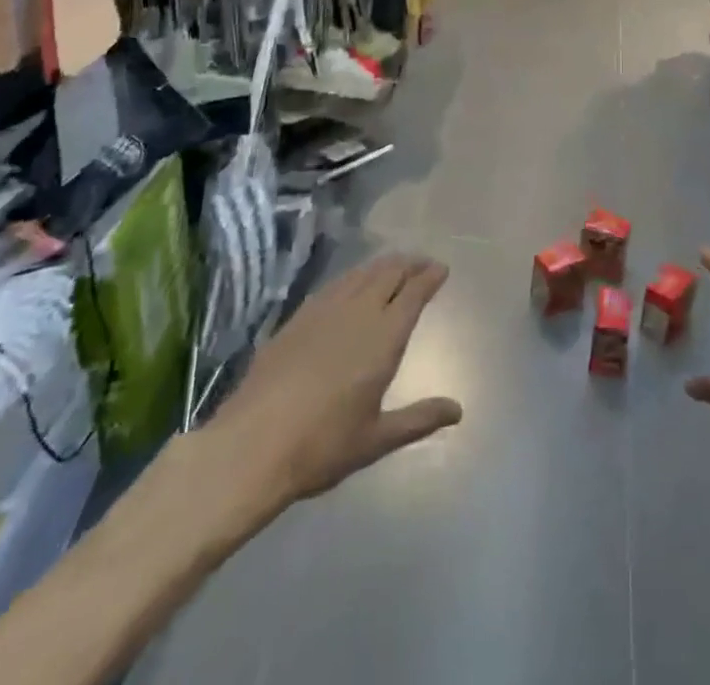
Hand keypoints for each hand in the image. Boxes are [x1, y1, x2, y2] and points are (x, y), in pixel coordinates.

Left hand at [198, 254, 462, 516]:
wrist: (251, 445)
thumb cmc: (321, 446)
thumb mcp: (377, 439)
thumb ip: (419, 420)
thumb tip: (458, 410)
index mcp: (384, 338)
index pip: (413, 293)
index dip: (429, 277)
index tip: (441, 268)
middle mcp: (358, 313)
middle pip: (389, 274)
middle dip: (409, 265)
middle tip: (422, 263)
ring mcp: (325, 311)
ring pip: (361, 274)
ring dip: (383, 266)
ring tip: (394, 265)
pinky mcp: (297, 318)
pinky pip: (335, 284)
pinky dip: (353, 277)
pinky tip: (352, 283)